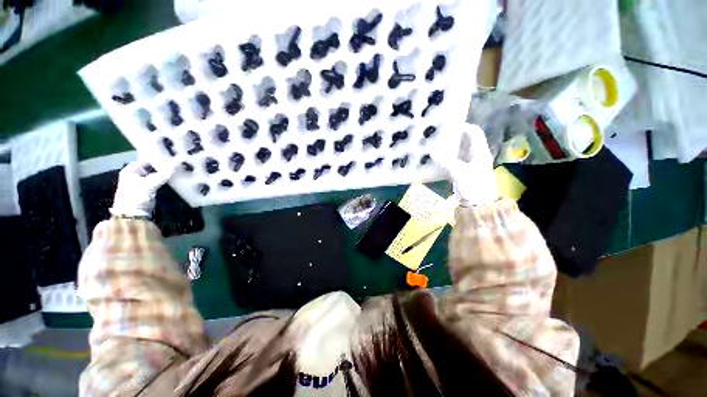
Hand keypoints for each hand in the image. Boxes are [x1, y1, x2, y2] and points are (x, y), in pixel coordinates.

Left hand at [110, 161, 173, 217]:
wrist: (130, 219)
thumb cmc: (136, 198)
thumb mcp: (150, 185)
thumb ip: (162, 176)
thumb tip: (174, 167)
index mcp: (130, 169)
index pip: (147, 160)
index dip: (158, 160)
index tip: (169, 161)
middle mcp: (131, 174)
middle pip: (148, 168)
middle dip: (158, 169)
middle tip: (170, 168)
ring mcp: (134, 185)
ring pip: (149, 177)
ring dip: (158, 177)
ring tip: (169, 174)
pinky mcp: (139, 194)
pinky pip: (150, 185)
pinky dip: (156, 184)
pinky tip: (164, 183)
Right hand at [433, 123, 497, 206]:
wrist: (481, 210)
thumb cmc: (474, 188)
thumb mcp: (459, 173)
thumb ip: (445, 160)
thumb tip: (431, 150)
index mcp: (480, 151)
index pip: (474, 131)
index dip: (462, 126)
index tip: (447, 126)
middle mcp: (478, 155)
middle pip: (466, 140)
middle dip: (452, 136)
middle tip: (436, 135)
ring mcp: (473, 166)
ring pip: (461, 151)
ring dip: (449, 148)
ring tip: (434, 146)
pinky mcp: (467, 175)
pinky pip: (457, 162)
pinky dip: (448, 160)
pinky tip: (436, 161)